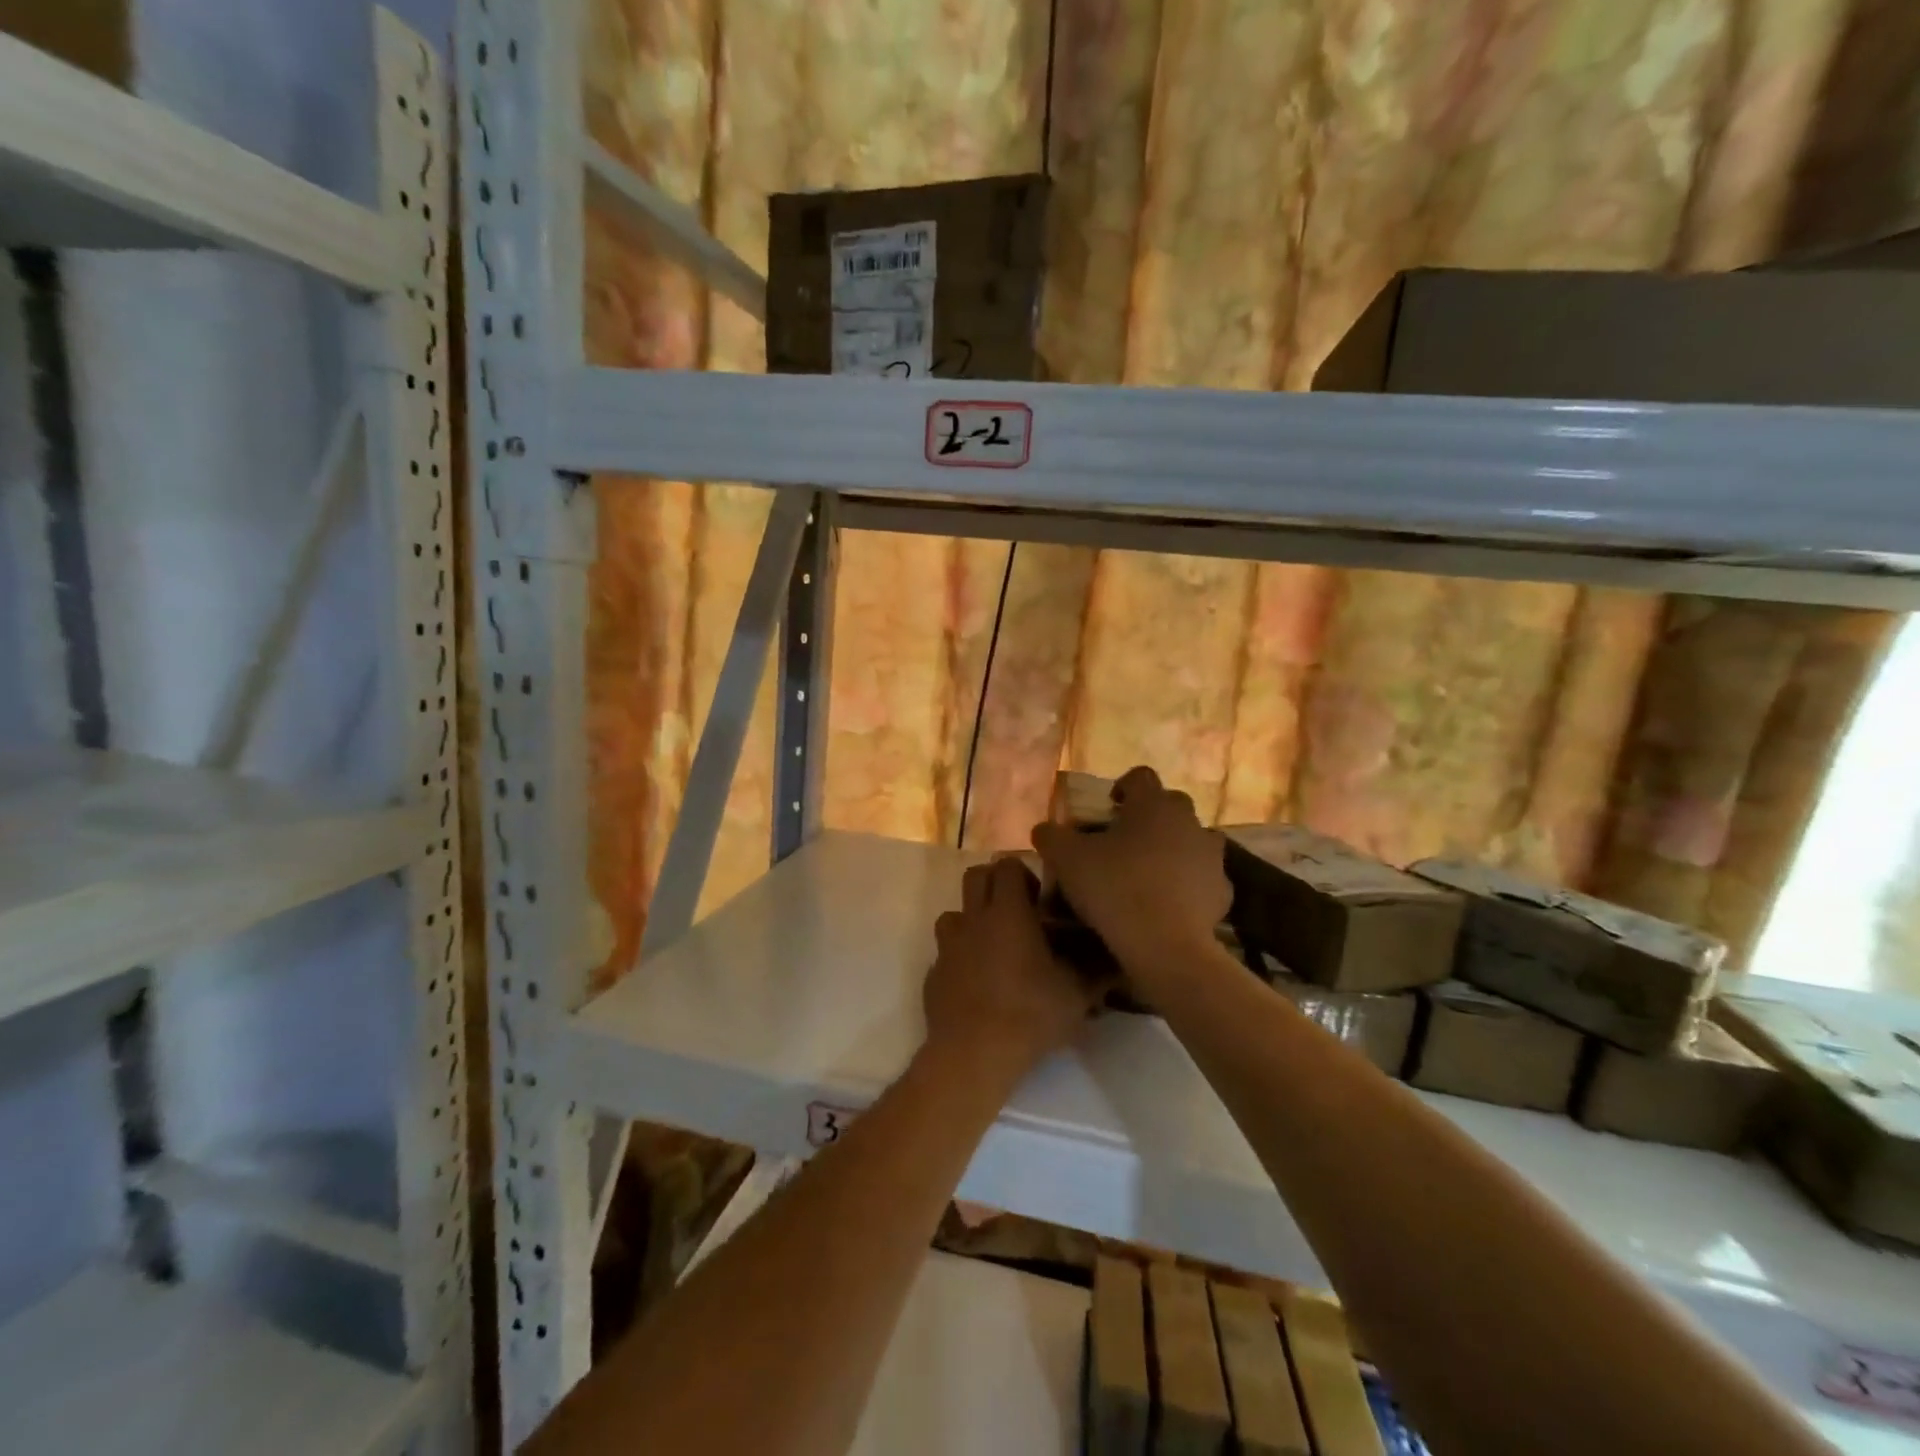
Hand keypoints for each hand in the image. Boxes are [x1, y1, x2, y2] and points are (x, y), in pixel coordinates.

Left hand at [924, 857, 1106, 1078]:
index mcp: (1007, 912)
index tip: (1041, 901)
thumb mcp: (1076, 996)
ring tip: (995, 946)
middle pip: (976, 876)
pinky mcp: (933, 972)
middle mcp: (973, 919)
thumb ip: (1097, 973)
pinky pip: (947, 951)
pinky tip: (979, 982)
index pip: (1007, 864)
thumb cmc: (1028, 1015)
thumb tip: (1118, 963)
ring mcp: (948, 945)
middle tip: (1019, 913)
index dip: (1024, 874)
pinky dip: (961, 956)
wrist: (973, 1055)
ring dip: (974, 920)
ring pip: (956, 912)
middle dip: (995, 885)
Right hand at [1031, 766, 1231, 999]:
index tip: (1106, 807)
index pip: (1140, 776)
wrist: (1164, 945)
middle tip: (1123, 841)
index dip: (1121, 787)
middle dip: (1149, 818)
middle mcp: (1189, 821)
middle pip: (1170, 806)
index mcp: (1153, 804)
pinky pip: (1202, 878)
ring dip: (1173, 849)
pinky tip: (1167, 904)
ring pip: (1191, 841)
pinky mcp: (1223, 892)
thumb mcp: (1066, 859)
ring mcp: (1211, 857)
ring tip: (1147, 873)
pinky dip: (1187, 885)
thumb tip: (1044, 829)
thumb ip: (1051, 836)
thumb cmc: (1114, 888)